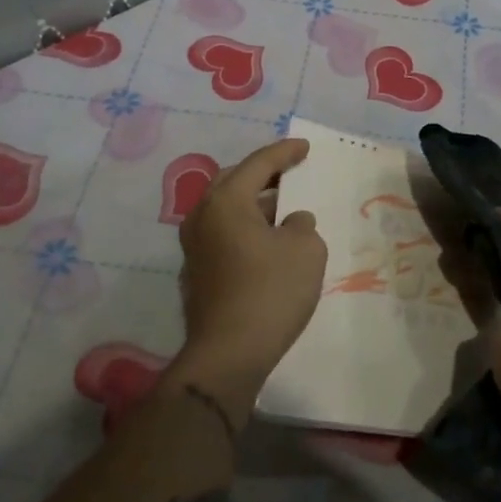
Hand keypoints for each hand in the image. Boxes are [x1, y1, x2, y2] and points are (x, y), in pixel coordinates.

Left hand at [168, 139, 326, 419]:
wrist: (228, 354)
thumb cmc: (270, 291)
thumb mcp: (306, 250)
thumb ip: (302, 225)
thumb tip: (290, 223)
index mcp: (226, 201)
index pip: (258, 164)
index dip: (285, 152)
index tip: (305, 147)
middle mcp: (202, 217)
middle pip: (234, 182)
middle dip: (263, 174)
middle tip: (289, 171)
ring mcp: (194, 247)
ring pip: (226, 211)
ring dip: (254, 204)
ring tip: (283, 208)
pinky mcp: (197, 274)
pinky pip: (224, 235)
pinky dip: (245, 229)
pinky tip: (267, 243)